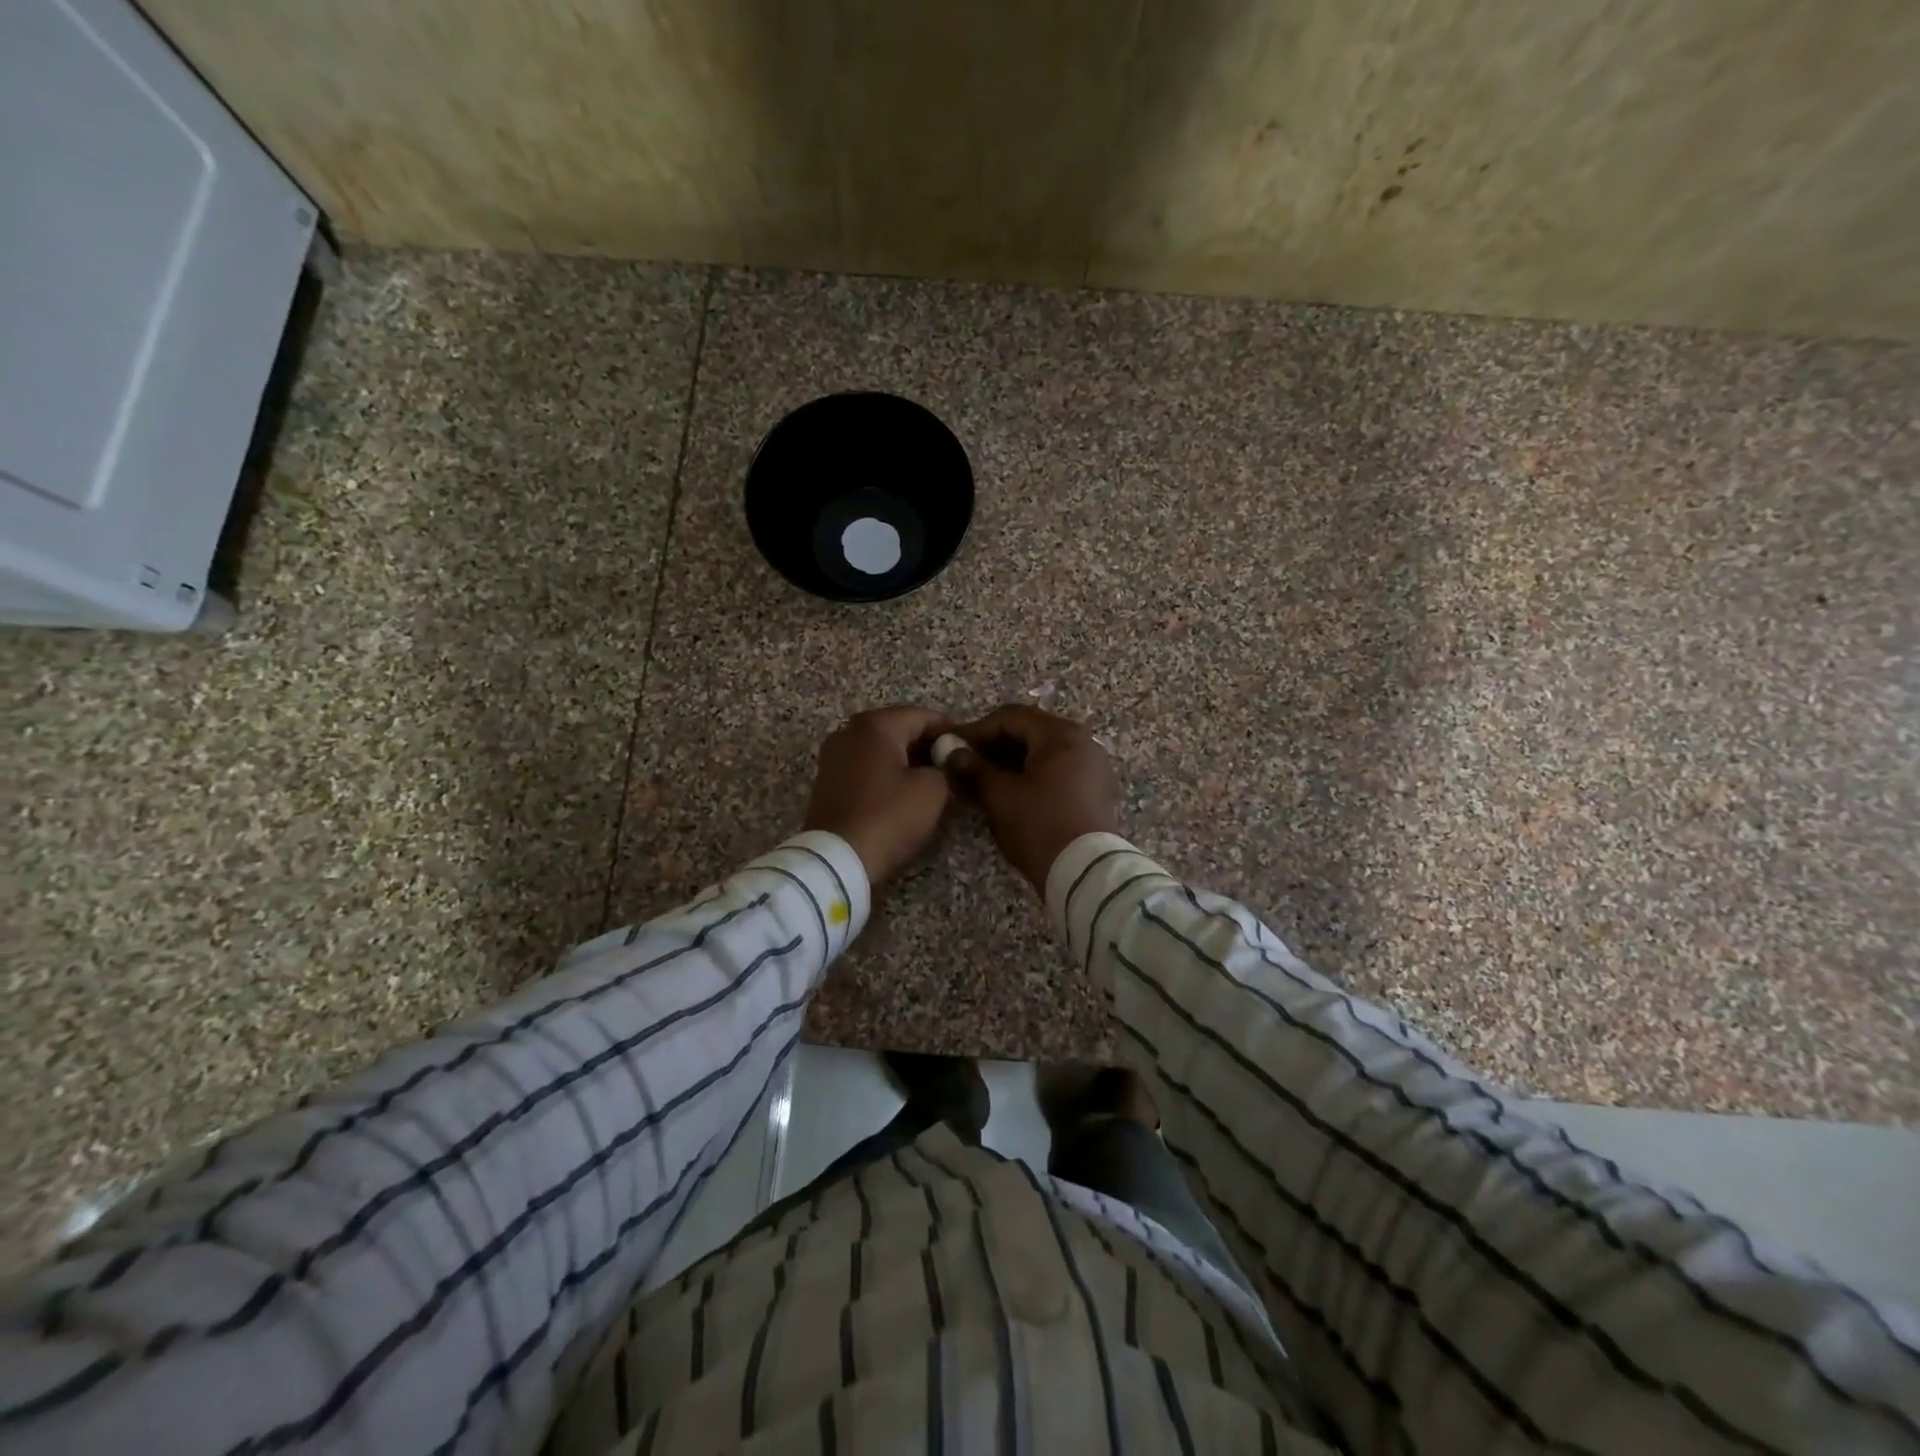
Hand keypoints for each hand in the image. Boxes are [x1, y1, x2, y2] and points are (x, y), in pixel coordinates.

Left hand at [802, 706, 954, 885]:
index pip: (923, 716)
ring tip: (932, 781)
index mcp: (876, 725)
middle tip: (952, 766)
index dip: (950, 731)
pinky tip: (903, 793)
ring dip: (906, 760)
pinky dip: (886, 774)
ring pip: (880, 749)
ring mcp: (833, 756)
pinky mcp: (827, 781)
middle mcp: (849, 731)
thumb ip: (945, 767)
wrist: (837, 861)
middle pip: (899, 729)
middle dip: (926, 745)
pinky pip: (865, 767)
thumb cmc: (889, 817)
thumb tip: (942, 764)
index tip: (968, 749)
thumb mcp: (933, 791)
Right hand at [954, 705, 1120, 893]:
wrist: (1086, 873)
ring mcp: (1094, 766)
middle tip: (966, 765)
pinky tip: (1012, 795)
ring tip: (985, 782)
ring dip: (1012, 763)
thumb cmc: (1040, 826)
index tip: (952, 748)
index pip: (1010, 717)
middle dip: (994, 746)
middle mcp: (1083, 741)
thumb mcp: (1000, 796)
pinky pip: (1059, 771)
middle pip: (1029, 732)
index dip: (976, 730)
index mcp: (1060, 734)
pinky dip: (1033, 776)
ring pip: (1044, 753)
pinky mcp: (1097, 790)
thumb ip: (974, 768)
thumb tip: (951, 752)